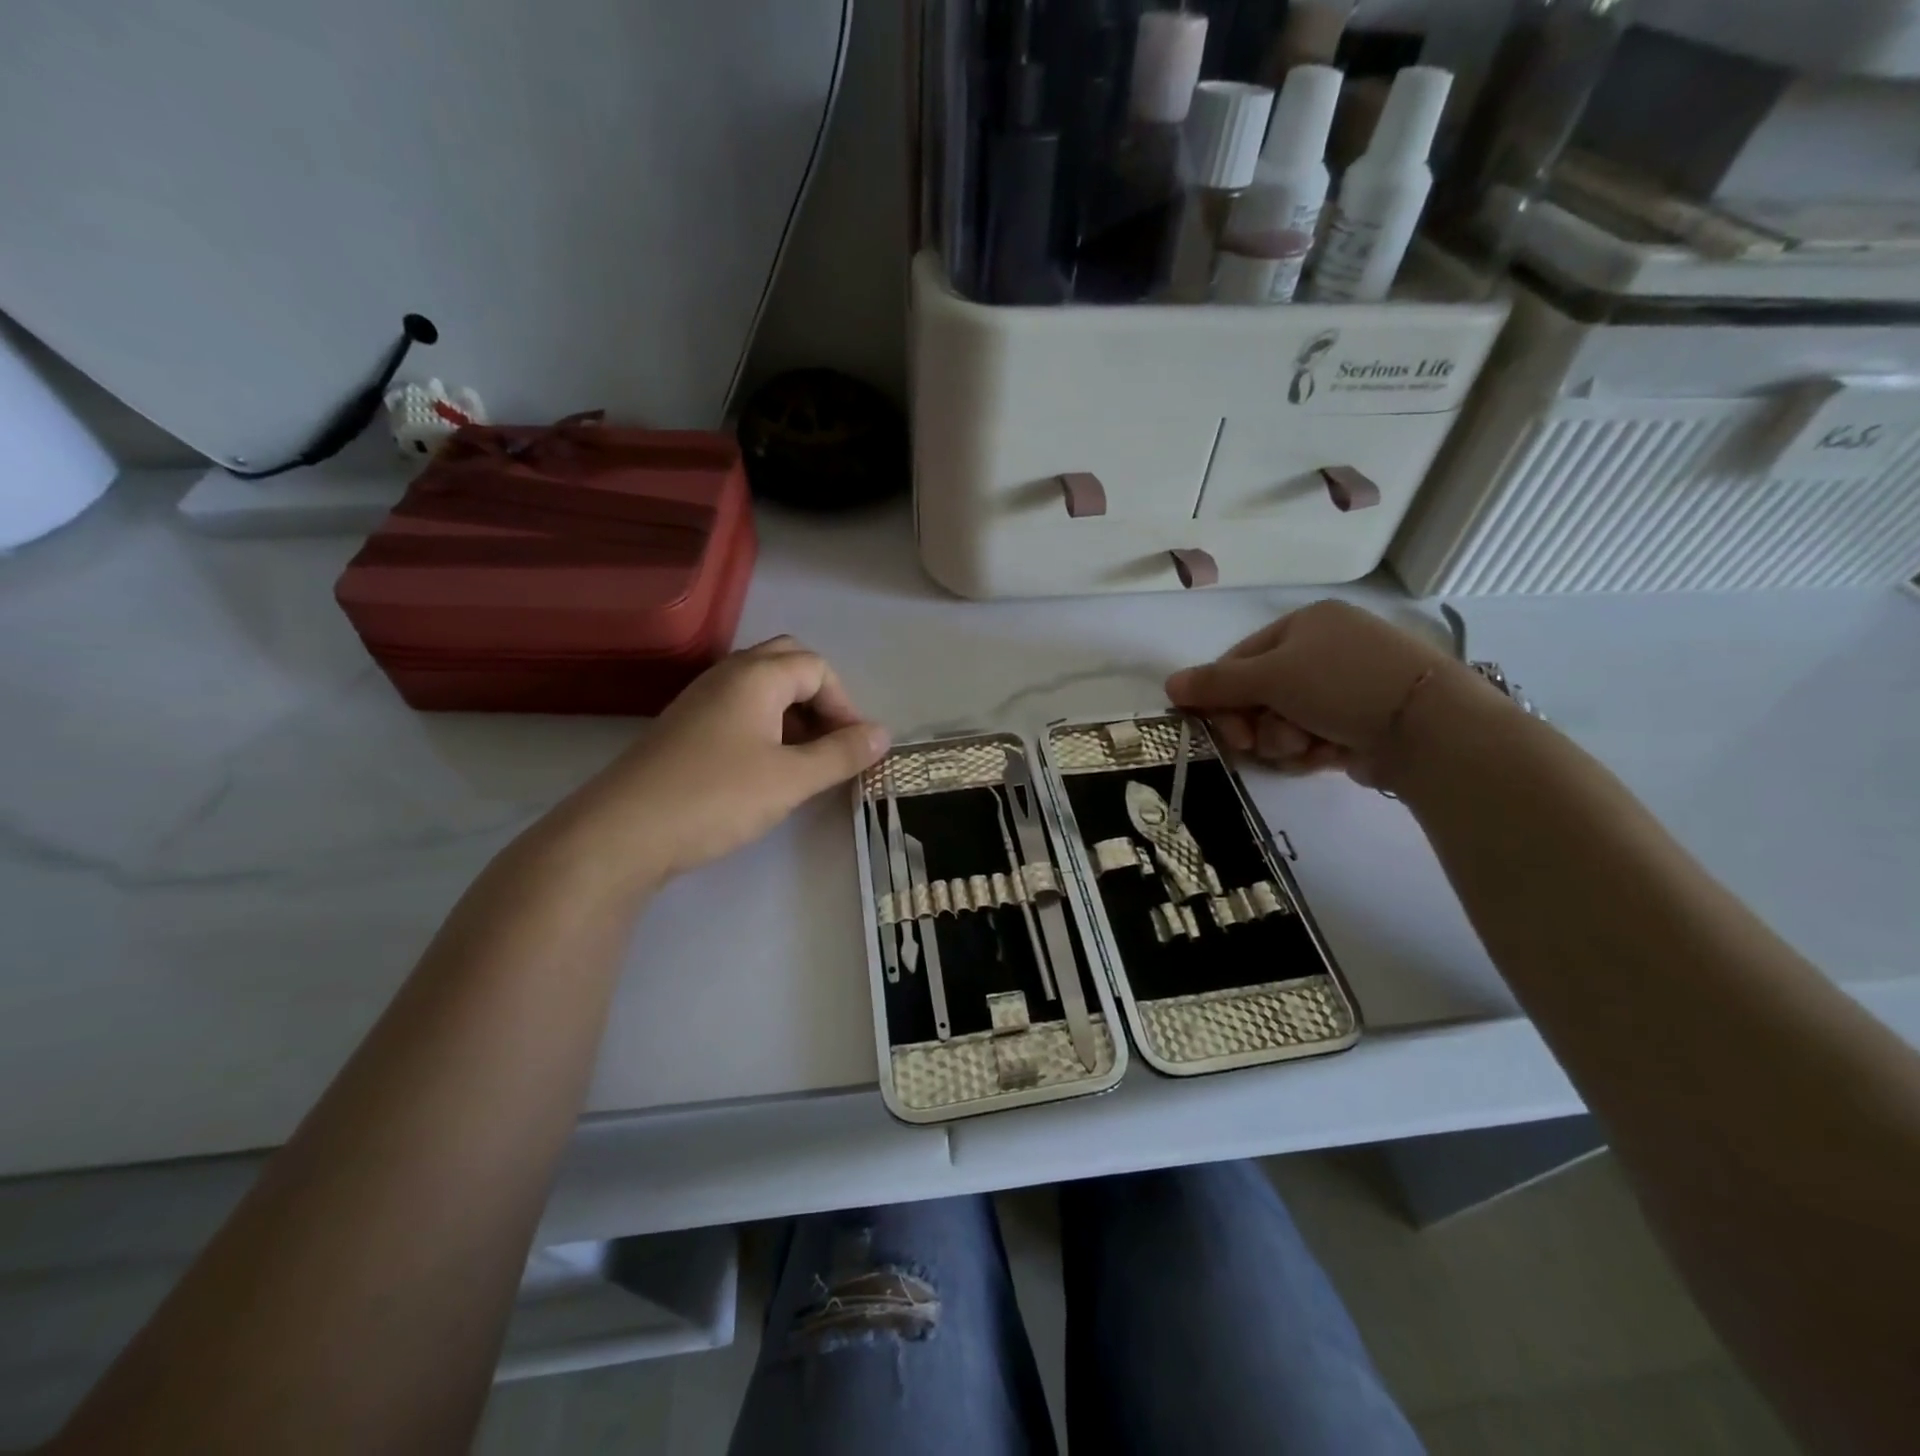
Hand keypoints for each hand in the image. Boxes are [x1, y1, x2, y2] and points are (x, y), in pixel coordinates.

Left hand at [538, 637, 889, 889]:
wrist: (623, 832)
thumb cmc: (716, 797)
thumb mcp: (791, 779)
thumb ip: (841, 754)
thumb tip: (883, 734)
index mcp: (755, 676)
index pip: (817, 667)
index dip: (845, 705)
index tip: (854, 749)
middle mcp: (726, 676)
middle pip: (787, 664)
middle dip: (819, 698)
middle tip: (830, 743)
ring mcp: (700, 701)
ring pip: (761, 688)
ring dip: (793, 714)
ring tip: (804, 760)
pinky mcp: (684, 729)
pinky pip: (738, 710)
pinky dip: (765, 727)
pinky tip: (765, 768)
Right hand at [1165, 601, 1468, 788]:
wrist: (1427, 725)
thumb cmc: (1340, 683)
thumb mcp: (1270, 676)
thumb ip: (1216, 683)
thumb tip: (1169, 684)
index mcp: (1305, 625)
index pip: (1241, 660)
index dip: (1222, 695)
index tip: (1219, 727)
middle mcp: (1325, 650)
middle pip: (1260, 694)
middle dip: (1256, 723)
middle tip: (1255, 744)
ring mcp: (1345, 688)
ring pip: (1284, 722)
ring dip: (1283, 740)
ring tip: (1306, 746)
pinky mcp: (1361, 723)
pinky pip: (1313, 738)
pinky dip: (1311, 750)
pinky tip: (1327, 754)